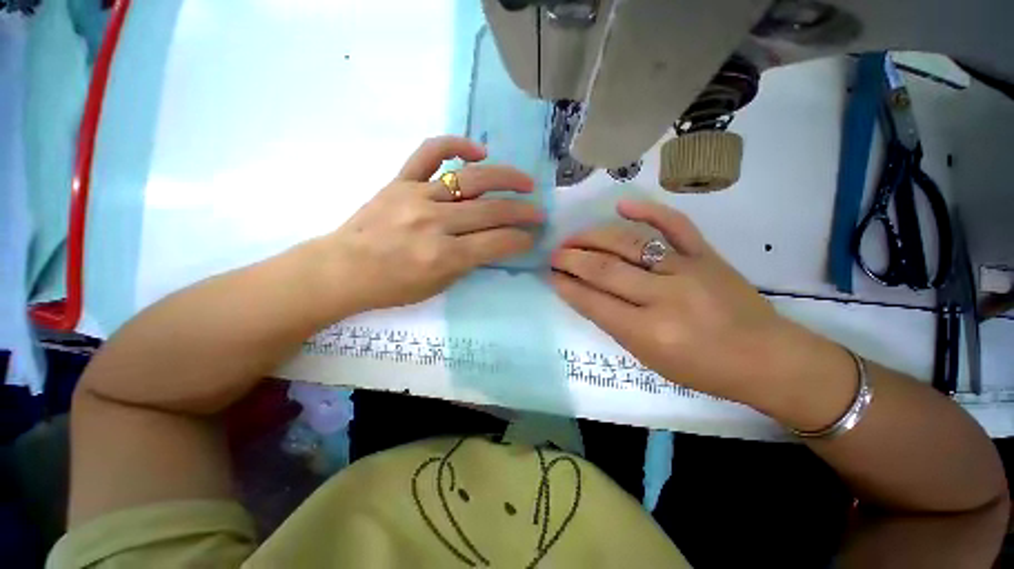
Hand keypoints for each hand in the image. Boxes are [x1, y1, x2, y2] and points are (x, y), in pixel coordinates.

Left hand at [316, 136, 542, 313]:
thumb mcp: (438, 286)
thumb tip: (494, 242)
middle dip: (523, 212)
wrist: (343, 269)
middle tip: (539, 212)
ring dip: (505, 178)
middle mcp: (435, 223)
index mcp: (444, 256)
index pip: (496, 242)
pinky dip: (456, 144)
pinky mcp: (400, 181)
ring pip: (471, 179)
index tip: (532, 237)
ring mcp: (417, 196)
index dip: (520, 240)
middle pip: (491, 211)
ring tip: (525, 182)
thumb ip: (469, 262)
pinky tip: (478, 151)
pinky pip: (430, 153)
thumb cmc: (393, 287)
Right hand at [549, 200, 826, 409]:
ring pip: (629, 243)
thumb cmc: (703, 369)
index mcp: (648, 331)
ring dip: (594, 237)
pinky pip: (675, 224)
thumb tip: (584, 294)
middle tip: (555, 254)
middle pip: (605, 269)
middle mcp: (664, 296)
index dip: (566, 285)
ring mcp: (687, 269)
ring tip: (573, 237)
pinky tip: (621, 206)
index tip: (550, 275)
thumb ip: (614, 323)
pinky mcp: (707, 254)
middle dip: (572, 259)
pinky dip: (647, 211)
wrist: (766, 358)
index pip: (593, 301)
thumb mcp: (649, 358)